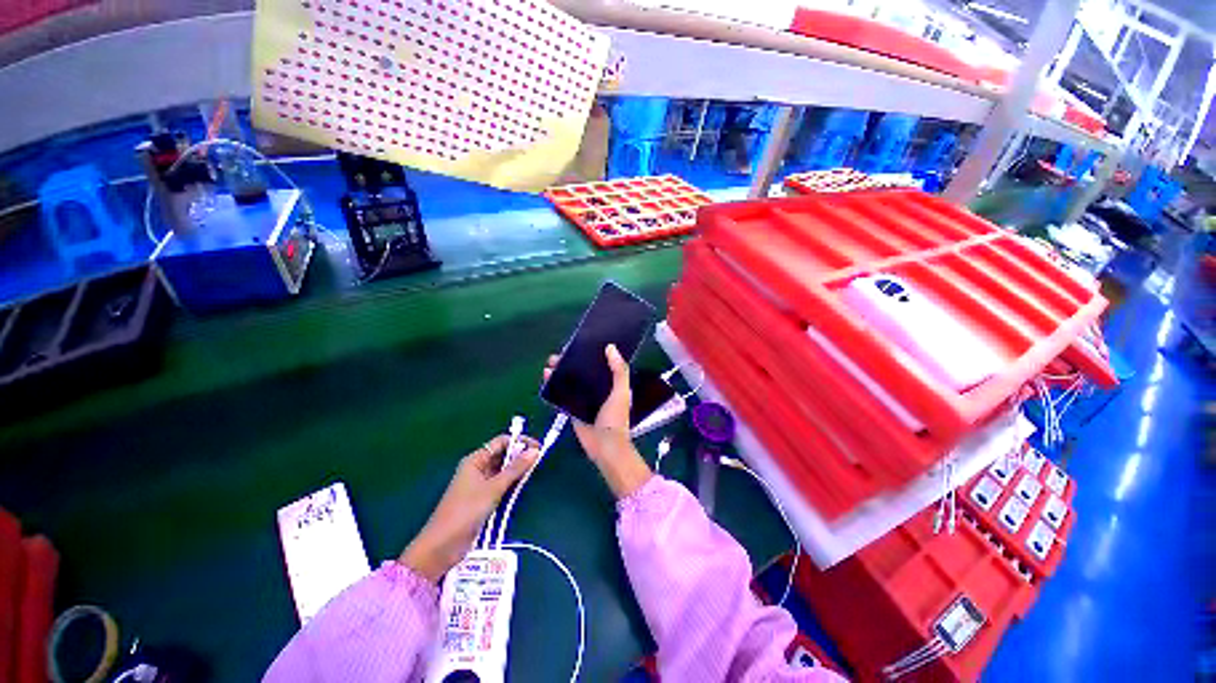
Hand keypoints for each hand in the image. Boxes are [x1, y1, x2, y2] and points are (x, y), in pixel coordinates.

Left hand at [399, 435, 537, 581]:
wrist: (442, 546)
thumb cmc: (466, 511)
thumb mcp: (493, 488)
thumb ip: (515, 469)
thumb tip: (535, 450)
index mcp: (476, 460)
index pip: (501, 442)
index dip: (520, 442)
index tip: (538, 448)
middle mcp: (477, 468)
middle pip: (502, 455)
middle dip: (520, 455)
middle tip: (539, 461)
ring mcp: (479, 484)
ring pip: (503, 470)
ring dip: (517, 470)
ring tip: (534, 472)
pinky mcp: (482, 498)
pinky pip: (500, 484)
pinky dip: (511, 483)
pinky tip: (522, 486)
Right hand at [544, 345, 651, 498]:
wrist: (605, 445)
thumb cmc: (616, 418)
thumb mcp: (621, 391)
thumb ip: (619, 370)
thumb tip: (611, 347)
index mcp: (610, 384)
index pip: (598, 365)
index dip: (589, 354)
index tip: (578, 345)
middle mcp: (596, 389)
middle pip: (581, 372)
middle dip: (569, 363)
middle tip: (557, 356)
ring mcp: (583, 399)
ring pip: (570, 381)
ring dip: (559, 373)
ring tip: (549, 365)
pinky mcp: (572, 409)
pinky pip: (562, 395)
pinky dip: (554, 387)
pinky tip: (547, 378)